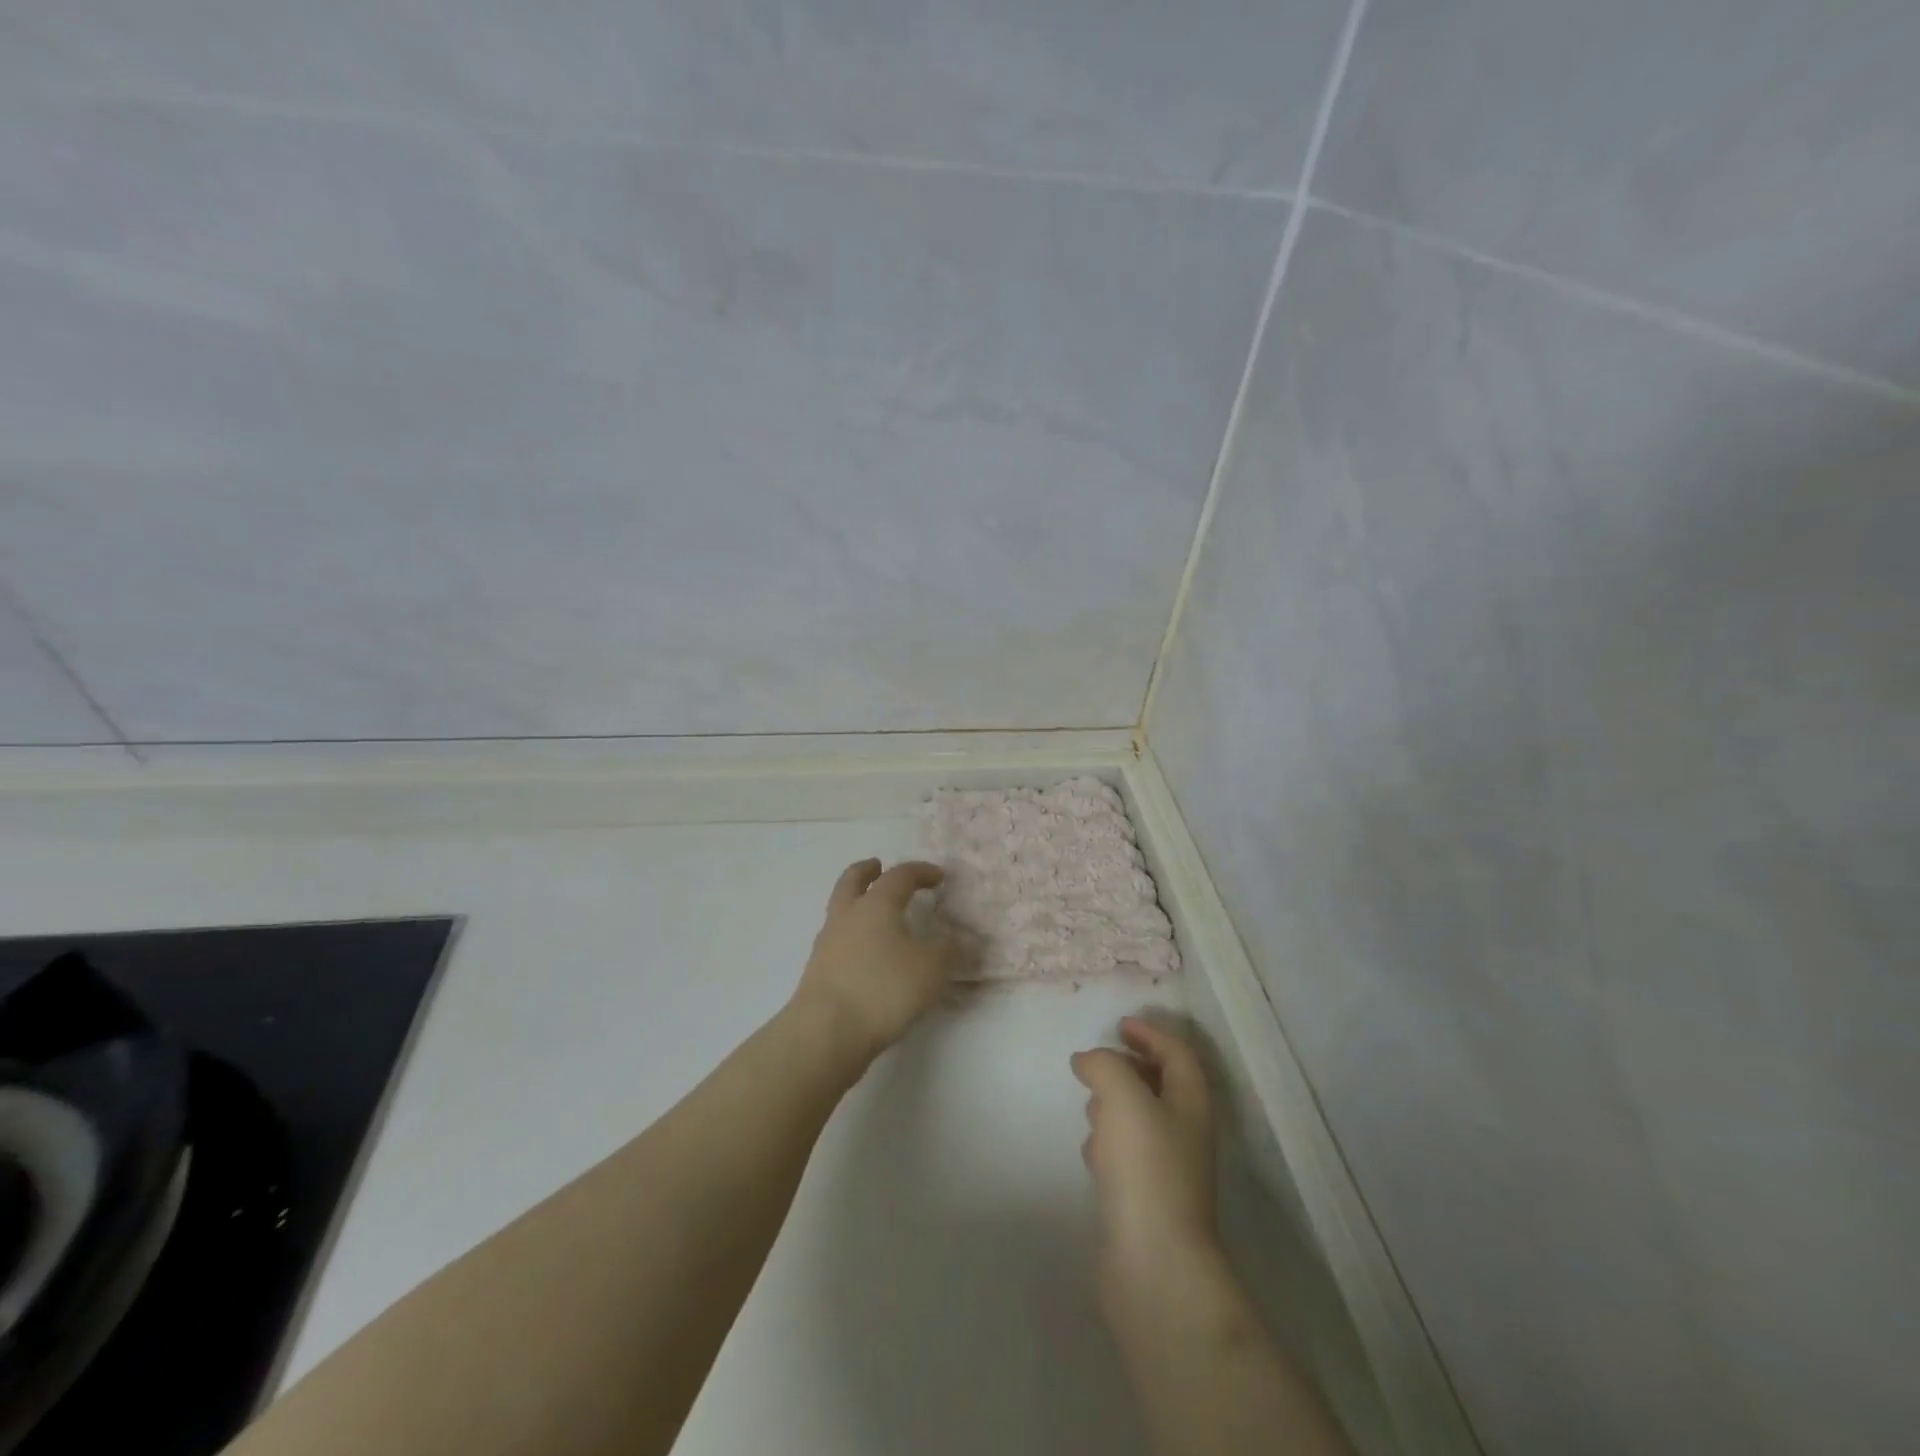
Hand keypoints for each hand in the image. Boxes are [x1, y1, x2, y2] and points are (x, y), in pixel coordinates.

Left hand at [792, 858, 959, 1070]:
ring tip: (876, 914)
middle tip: (878, 866)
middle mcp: (848, 916)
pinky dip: (853, 935)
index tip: (938, 876)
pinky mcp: (818, 971)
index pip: (899, 876)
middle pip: (853, 881)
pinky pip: (838, 940)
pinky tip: (867, 953)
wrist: (826, 1032)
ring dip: (857, 903)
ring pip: (841, 909)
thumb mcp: (931, 968)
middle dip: (868, 871)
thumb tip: (956, 937)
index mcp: (876, 905)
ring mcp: (828, 943)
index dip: (920, 872)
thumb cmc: (883, 989)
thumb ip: (948, 949)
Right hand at [1072, 1018, 1218, 1280]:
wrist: (1155, 1265)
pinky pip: (1129, 1157)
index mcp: (1190, 1104)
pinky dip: (1109, 1143)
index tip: (1119, 1024)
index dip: (1151, 1034)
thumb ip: (1104, 1065)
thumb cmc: (1146, 1168)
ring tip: (1091, 1102)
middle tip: (1099, 1062)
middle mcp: (1185, 1134)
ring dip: (1118, 1104)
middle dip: (1132, 1068)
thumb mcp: (1123, 1097)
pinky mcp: (1146, 1202)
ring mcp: (1168, 1172)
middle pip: (1163, 1086)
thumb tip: (1088, 1060)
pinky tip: (1091, 1152)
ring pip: (1144, 1121)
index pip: (1178, 1054)